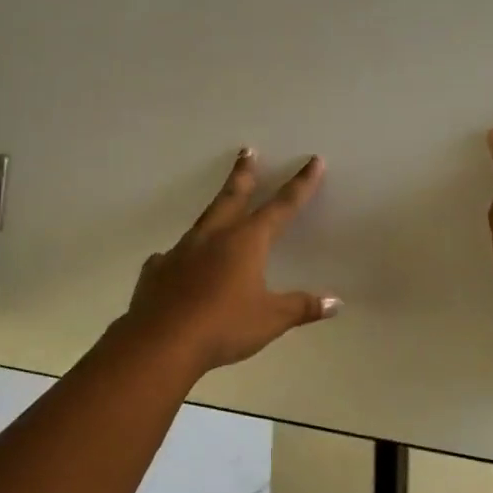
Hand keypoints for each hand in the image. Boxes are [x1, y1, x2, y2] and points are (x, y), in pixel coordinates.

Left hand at [118, 150, 340, 376]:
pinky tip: (181, 264)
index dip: (300, 185)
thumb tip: (335, 303)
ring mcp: (181, 250)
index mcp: (245, 242)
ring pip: (203, 221)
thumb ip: (301, 307)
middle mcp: (213, 236)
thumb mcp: (270, 320)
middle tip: (246, 151)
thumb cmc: (224, 326)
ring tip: (220, 207)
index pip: (281, 207)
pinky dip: (184, 255)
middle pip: (232, 197)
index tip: (312, 161)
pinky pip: (174, 256)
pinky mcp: (157, 269)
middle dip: (243, 174)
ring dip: (215, 209)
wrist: (162, 341)